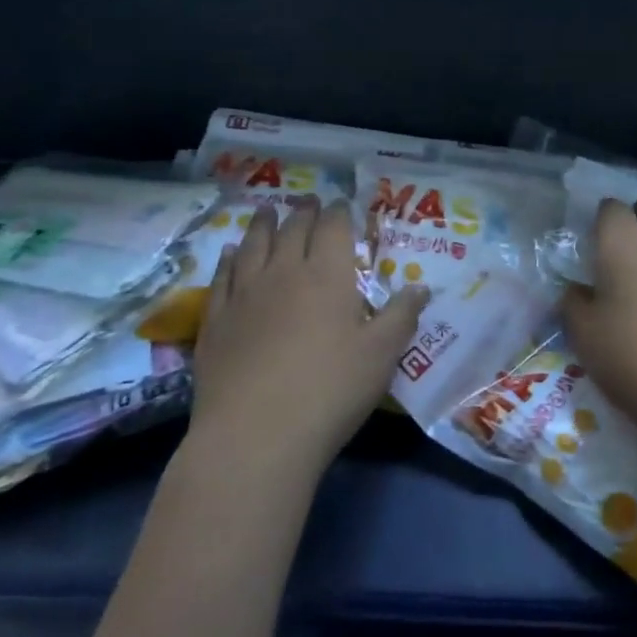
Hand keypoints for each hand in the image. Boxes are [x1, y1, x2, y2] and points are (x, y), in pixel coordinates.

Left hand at [190, 197, 425, 476]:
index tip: (342, 204)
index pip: (334, 228)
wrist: (255, 435)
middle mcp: (284, 272)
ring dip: (264, 224)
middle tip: (309, 201)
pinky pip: (223, 276)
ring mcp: (244, 293)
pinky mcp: (215, 319)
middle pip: (294, 229)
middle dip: (304, 211)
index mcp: (328, 275)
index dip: (339, 212)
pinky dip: (229, 258)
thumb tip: (420, 287)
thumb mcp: (381, 356)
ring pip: (254, 244)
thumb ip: (401, 316)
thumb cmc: (330, 391)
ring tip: (268, 211)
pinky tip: (230, 253)